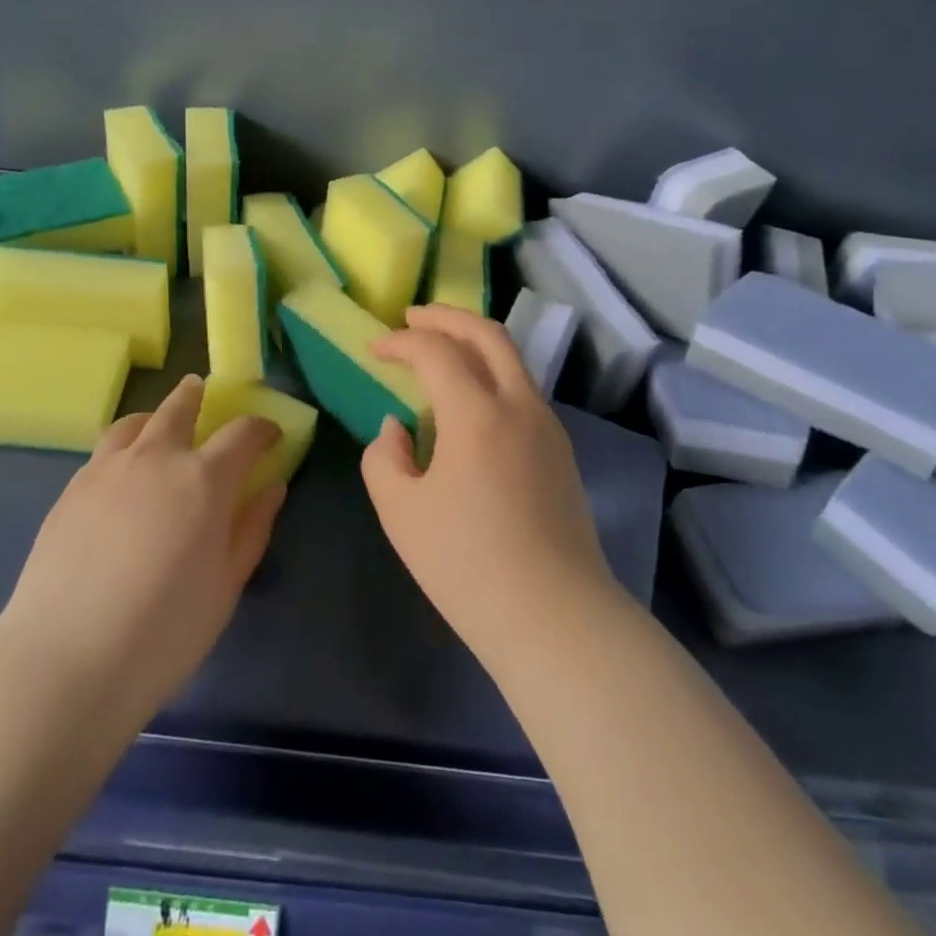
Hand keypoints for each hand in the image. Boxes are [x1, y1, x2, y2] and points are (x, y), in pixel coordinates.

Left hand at [0, 377, 284, 725]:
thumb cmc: (163, 632)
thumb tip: (273, 487)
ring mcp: (108, 469)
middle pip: (180, 407)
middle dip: (196, 396)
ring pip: (135, 421)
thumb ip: (252, 529)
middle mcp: (156, 458)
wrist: (65, 660)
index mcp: (204, 479)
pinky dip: (122, 444)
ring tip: (157, 424)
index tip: (270, 436)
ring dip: (154, 415)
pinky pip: (103, 449)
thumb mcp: (226, 587)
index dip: (262, 429)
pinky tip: (121, 472)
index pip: (243, 433)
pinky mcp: (71, 489)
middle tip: (203, 392)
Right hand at [363, 306, 619, 666]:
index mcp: (477, 414)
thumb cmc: (467, 565)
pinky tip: (469, 400)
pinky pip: (522, 389)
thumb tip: (398, 428)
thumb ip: (384, 458)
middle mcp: (519, 405)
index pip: (436, 352)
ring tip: (440, 349)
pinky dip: (490, 373)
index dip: (400, 342)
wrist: (556, 619)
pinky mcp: (560, 452)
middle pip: (488, 334)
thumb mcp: (401, 513)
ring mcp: (548, 427)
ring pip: (511, 360)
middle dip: (447, 317)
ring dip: (473, 342)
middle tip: (413, 316)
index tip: (375, 349)